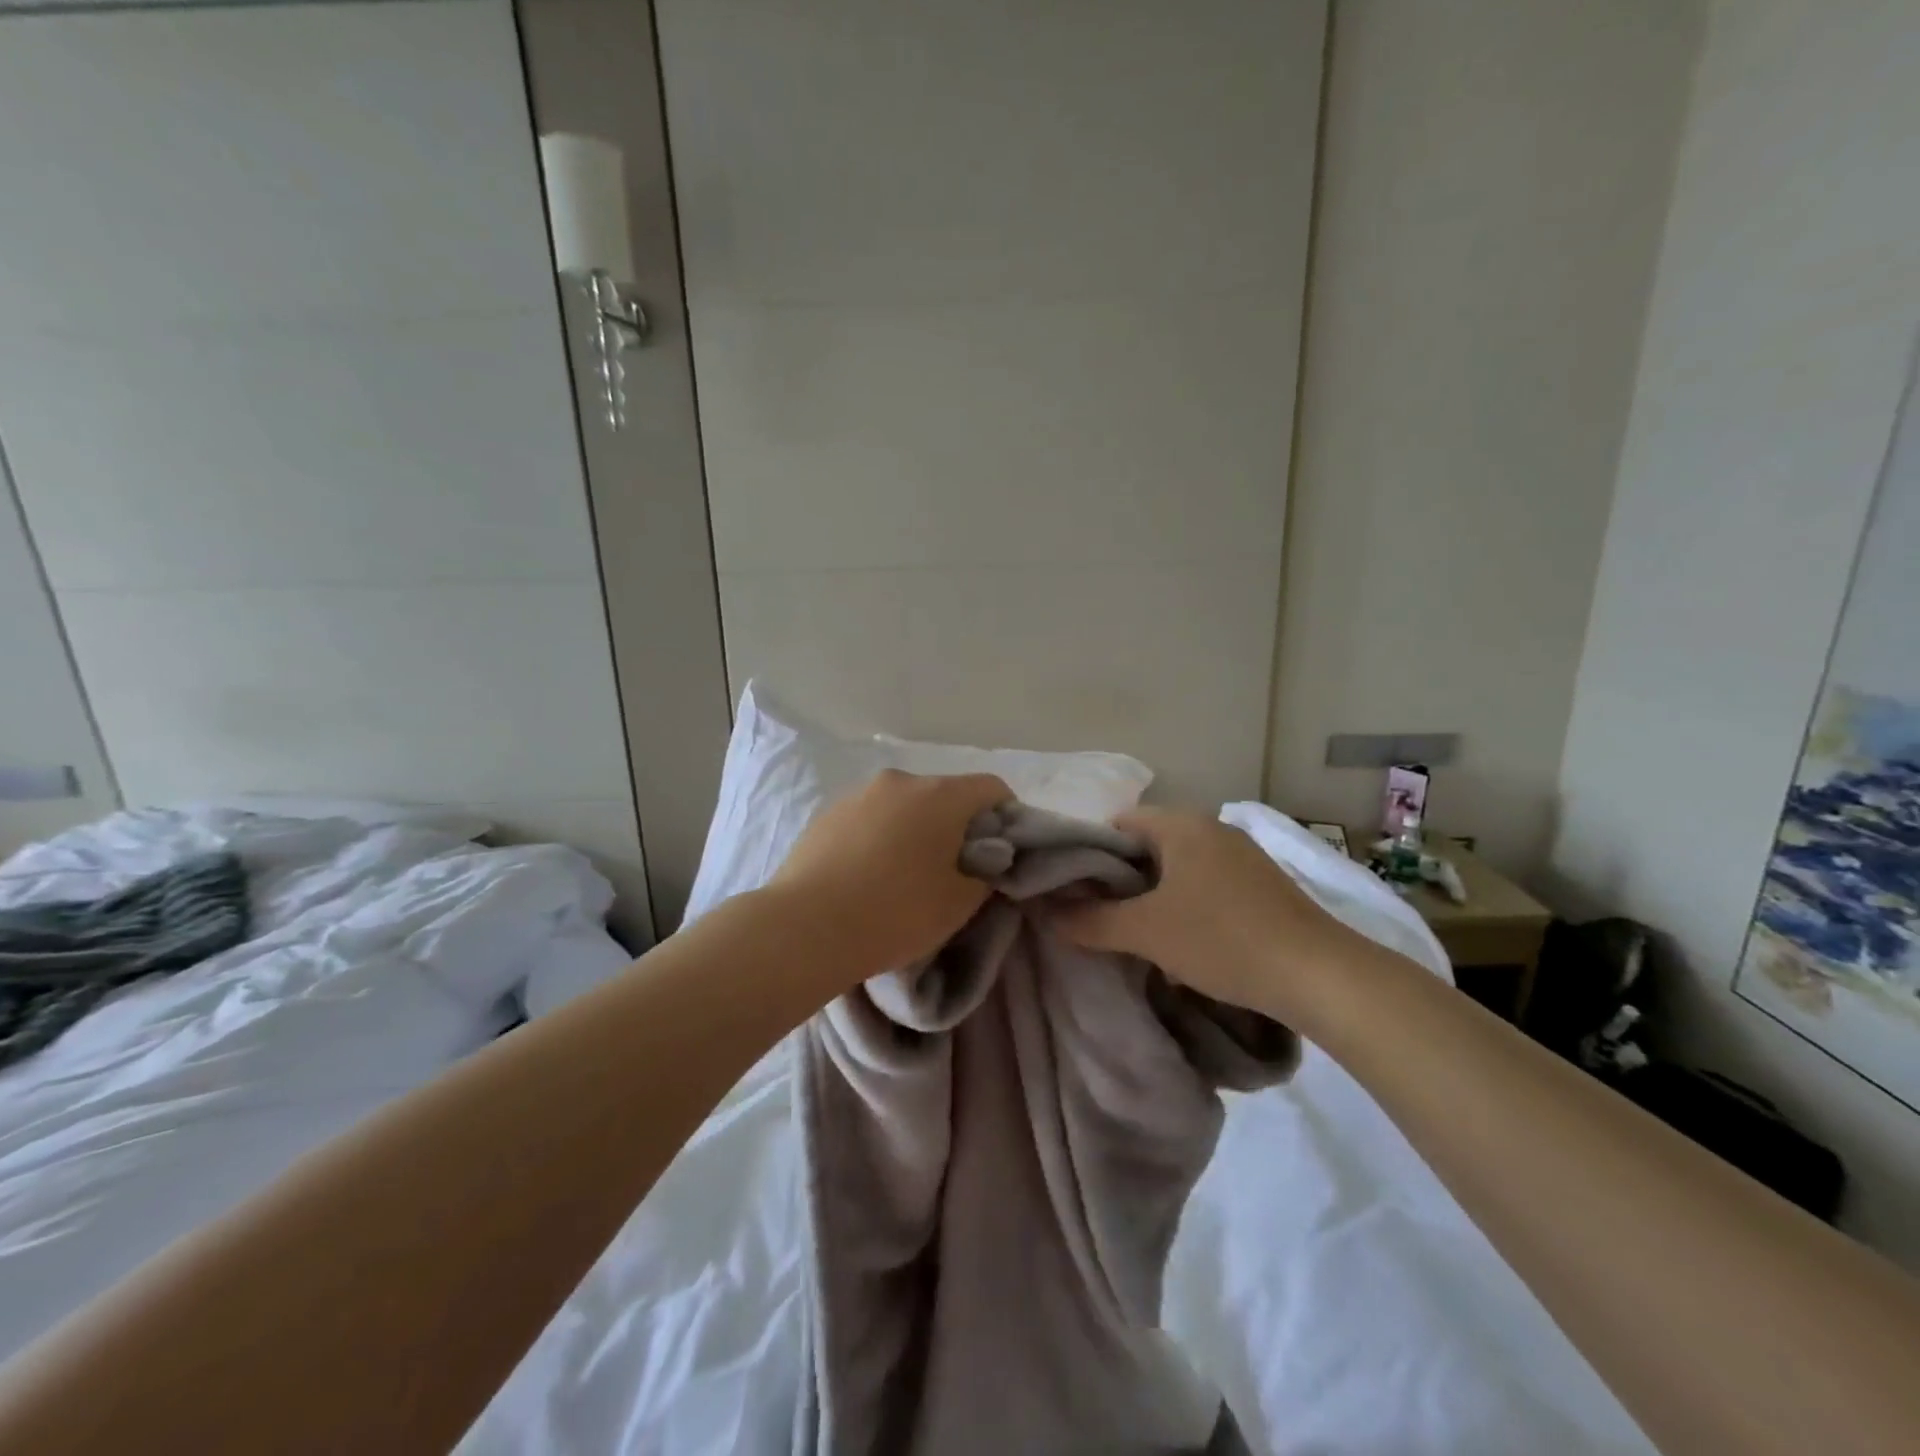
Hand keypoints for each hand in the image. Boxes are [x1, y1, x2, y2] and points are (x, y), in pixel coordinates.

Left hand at [769, 769, 1012, 976]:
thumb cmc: (896, 912)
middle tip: (954, 871)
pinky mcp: (827, 813)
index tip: (1000, 854)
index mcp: (941, 795)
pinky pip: (870, 818)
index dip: (1006, 818)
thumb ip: (986, 873)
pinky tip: (868, 876)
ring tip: (904, 876)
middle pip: (946, 795)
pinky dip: (881, 837)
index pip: (992, 789)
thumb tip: (985, 859)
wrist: (805, 928)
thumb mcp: (959, 902)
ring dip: (916, 830)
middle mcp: (901, 780)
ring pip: (904, 806)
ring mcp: (859, 794)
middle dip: (958, 826)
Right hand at [1051, 807, 1367, 1021]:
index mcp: (1181, 825)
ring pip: (1177, 868)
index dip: (1090, 855)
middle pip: (1147, 846)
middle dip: (1121, 881)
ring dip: (1154, 897)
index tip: (1076, 893)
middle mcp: (1212, 828)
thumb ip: (1090, 921)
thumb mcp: (1146, 932)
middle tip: (1102, 918)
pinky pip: (1207, 884)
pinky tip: (1186, 943)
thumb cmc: (1221, 939)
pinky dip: (1187, 905)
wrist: (1319, 975)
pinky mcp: (1263, 884)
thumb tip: (1047, 914)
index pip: (1117, 824)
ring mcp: (1242, 855)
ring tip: (1140, 936)